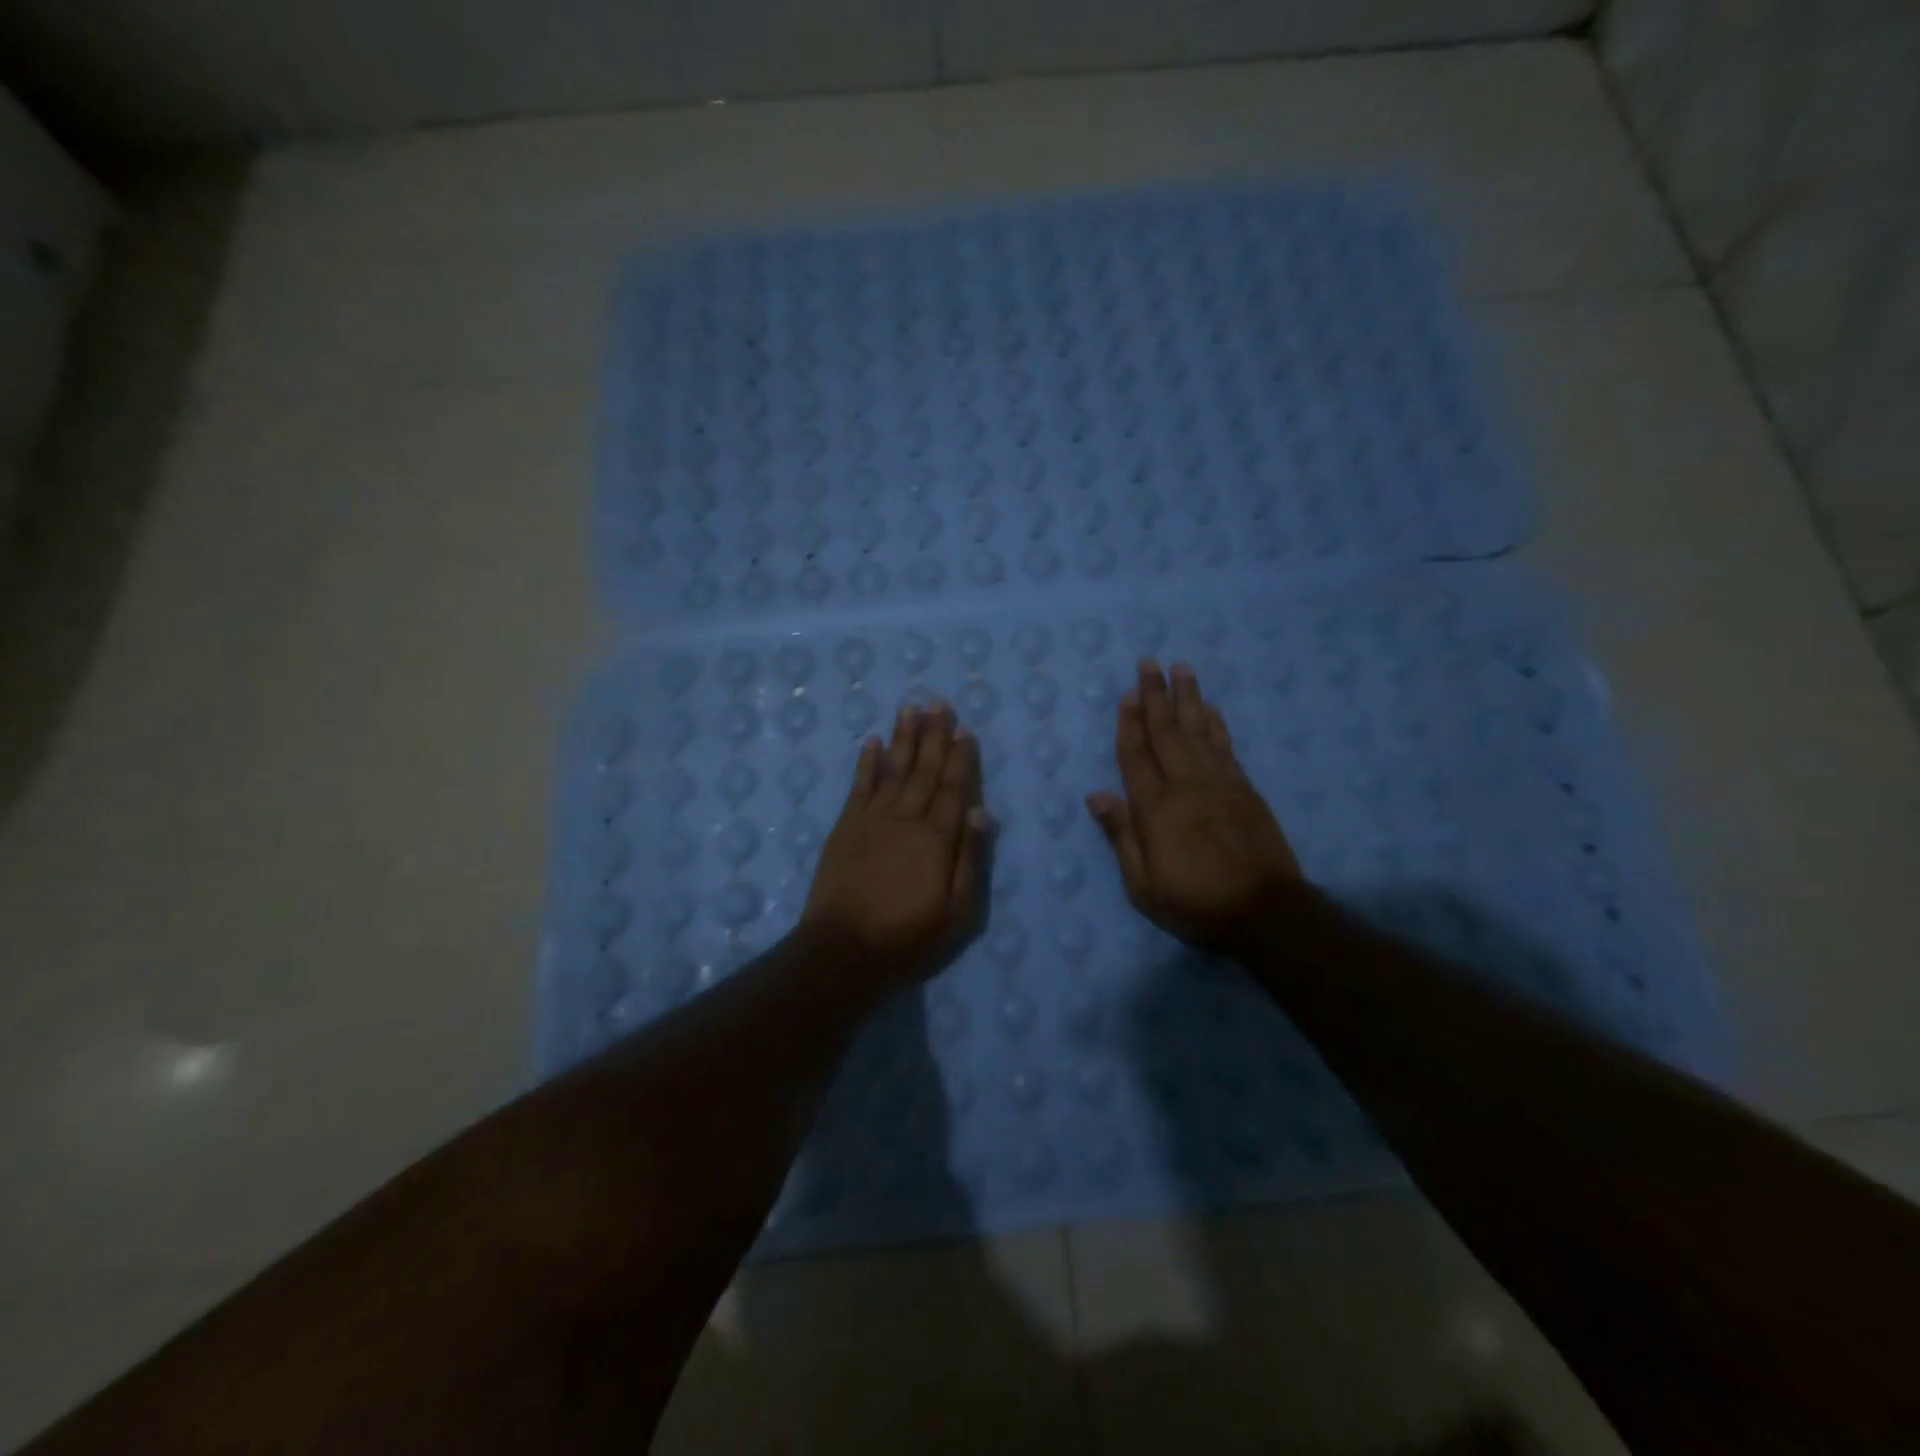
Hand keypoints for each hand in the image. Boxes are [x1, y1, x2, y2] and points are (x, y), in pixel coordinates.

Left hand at [802, 700, 987, 981]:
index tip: (965, 729)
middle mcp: (906, 819)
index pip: (954, 788)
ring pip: (893, 769)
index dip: (961, 758)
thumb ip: (970, 859)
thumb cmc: (907, 937)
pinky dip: (866, 763)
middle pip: (924, 770)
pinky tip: (872, 742)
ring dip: (903, 738)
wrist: (843, 950)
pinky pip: (859, 786)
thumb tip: (980, 810)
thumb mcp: (956, 912)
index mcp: (937, 839)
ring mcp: (872, 819)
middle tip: (939, 702)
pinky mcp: (845, 826)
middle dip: (934, 735)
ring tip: (910, 708)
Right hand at [1087, 661, 1302, 954]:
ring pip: (1199, 731)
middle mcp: (1186, 786)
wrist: (1265, 912)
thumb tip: (1096, 795)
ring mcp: (1219, 784)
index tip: (1127, 695)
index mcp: (1155, 809)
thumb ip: (1121, 836)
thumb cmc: (1195, 902)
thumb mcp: (1143, 884)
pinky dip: (1216, 724)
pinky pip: (1226, 747)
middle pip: (1167, 732)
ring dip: (1189, 698)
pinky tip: (1211, 709)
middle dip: (1156, 696)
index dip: (1129, 724)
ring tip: (1181, 669)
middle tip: (1149, 663)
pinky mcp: (1245, 790)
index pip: (1136, 756)